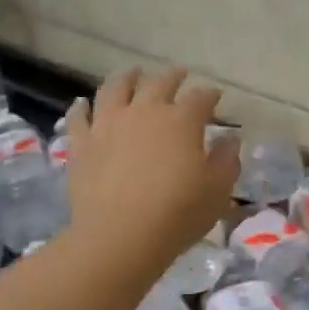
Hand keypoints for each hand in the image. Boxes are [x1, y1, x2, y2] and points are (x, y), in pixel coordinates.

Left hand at [63, 66, 238, 273]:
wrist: (120, 235)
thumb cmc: (178, 213)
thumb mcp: (217, 190)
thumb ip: (227, 161)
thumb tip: (230, 140)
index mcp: (181, 121)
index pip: (200, 98)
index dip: (210, 96)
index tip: (216, 97)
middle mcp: (144, 111)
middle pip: (159, 84)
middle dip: (173, 77)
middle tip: (179, 74)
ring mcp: (108, 124)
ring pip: (115, 89)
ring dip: (127, 78)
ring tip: (133, 74)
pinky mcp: (82, 144)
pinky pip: (78, 118)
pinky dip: (81, 108)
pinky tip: (83, 105)